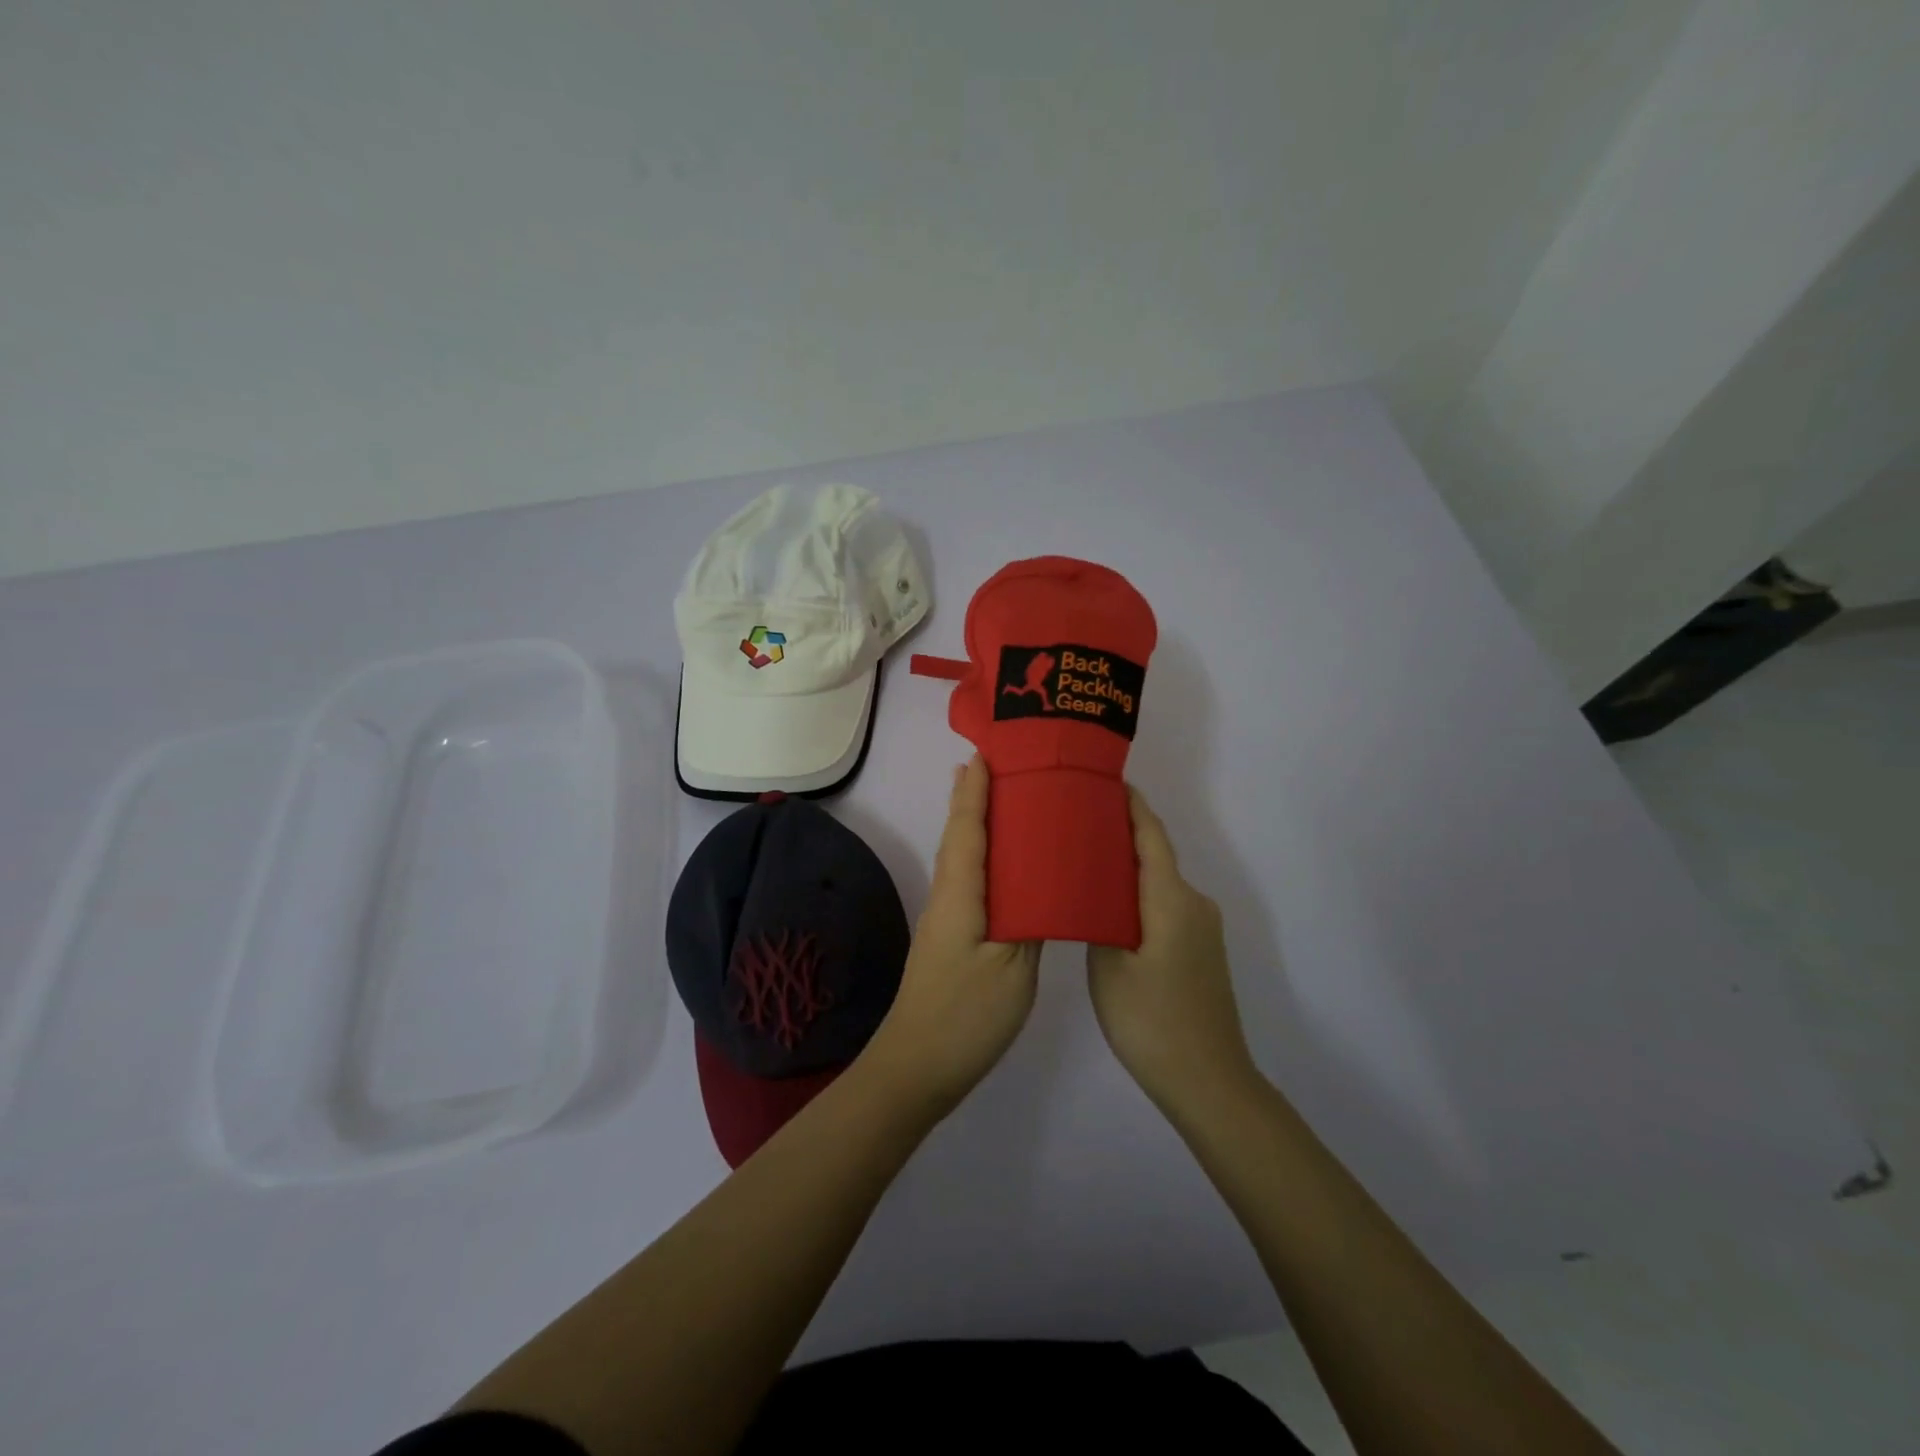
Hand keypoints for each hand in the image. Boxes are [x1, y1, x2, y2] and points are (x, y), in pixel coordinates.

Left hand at [861, 756, 1040, 1119]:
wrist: (917, 1067)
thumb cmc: (966, 1016)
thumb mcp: (1013, 968)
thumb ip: (1032, 919)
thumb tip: (1046, 881)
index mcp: (961, 894)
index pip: (968, 828)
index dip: (975, 790)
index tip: (984, 753)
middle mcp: (948, 897)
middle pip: (959, 835)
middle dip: (973, 797)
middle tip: (999, 765)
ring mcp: (947, 919)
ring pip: (962, 858)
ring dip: (976, 823)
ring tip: (1001, 799)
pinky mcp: (952, 938)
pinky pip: (969, 881)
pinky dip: (983, 857)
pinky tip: (1003, 865)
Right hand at [1087, 787, 1260, 1116]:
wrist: (1208, 1080)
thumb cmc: (1150, 1020)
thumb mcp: (1109, 965)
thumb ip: (1100, 916)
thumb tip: (1093, 886)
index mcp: (1172, 899)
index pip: (1151, 836)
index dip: (1132, 806)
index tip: (1106, 781)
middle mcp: (1194, 903)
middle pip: (1155, 856)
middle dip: (1119, 835)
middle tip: (1075, 824)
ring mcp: (1202, 928)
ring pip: (1159, 884)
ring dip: (1127, 869)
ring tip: (1083, 862)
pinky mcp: (1201, 949)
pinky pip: (1165, 906)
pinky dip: (1139, 896)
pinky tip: (1109, 907)